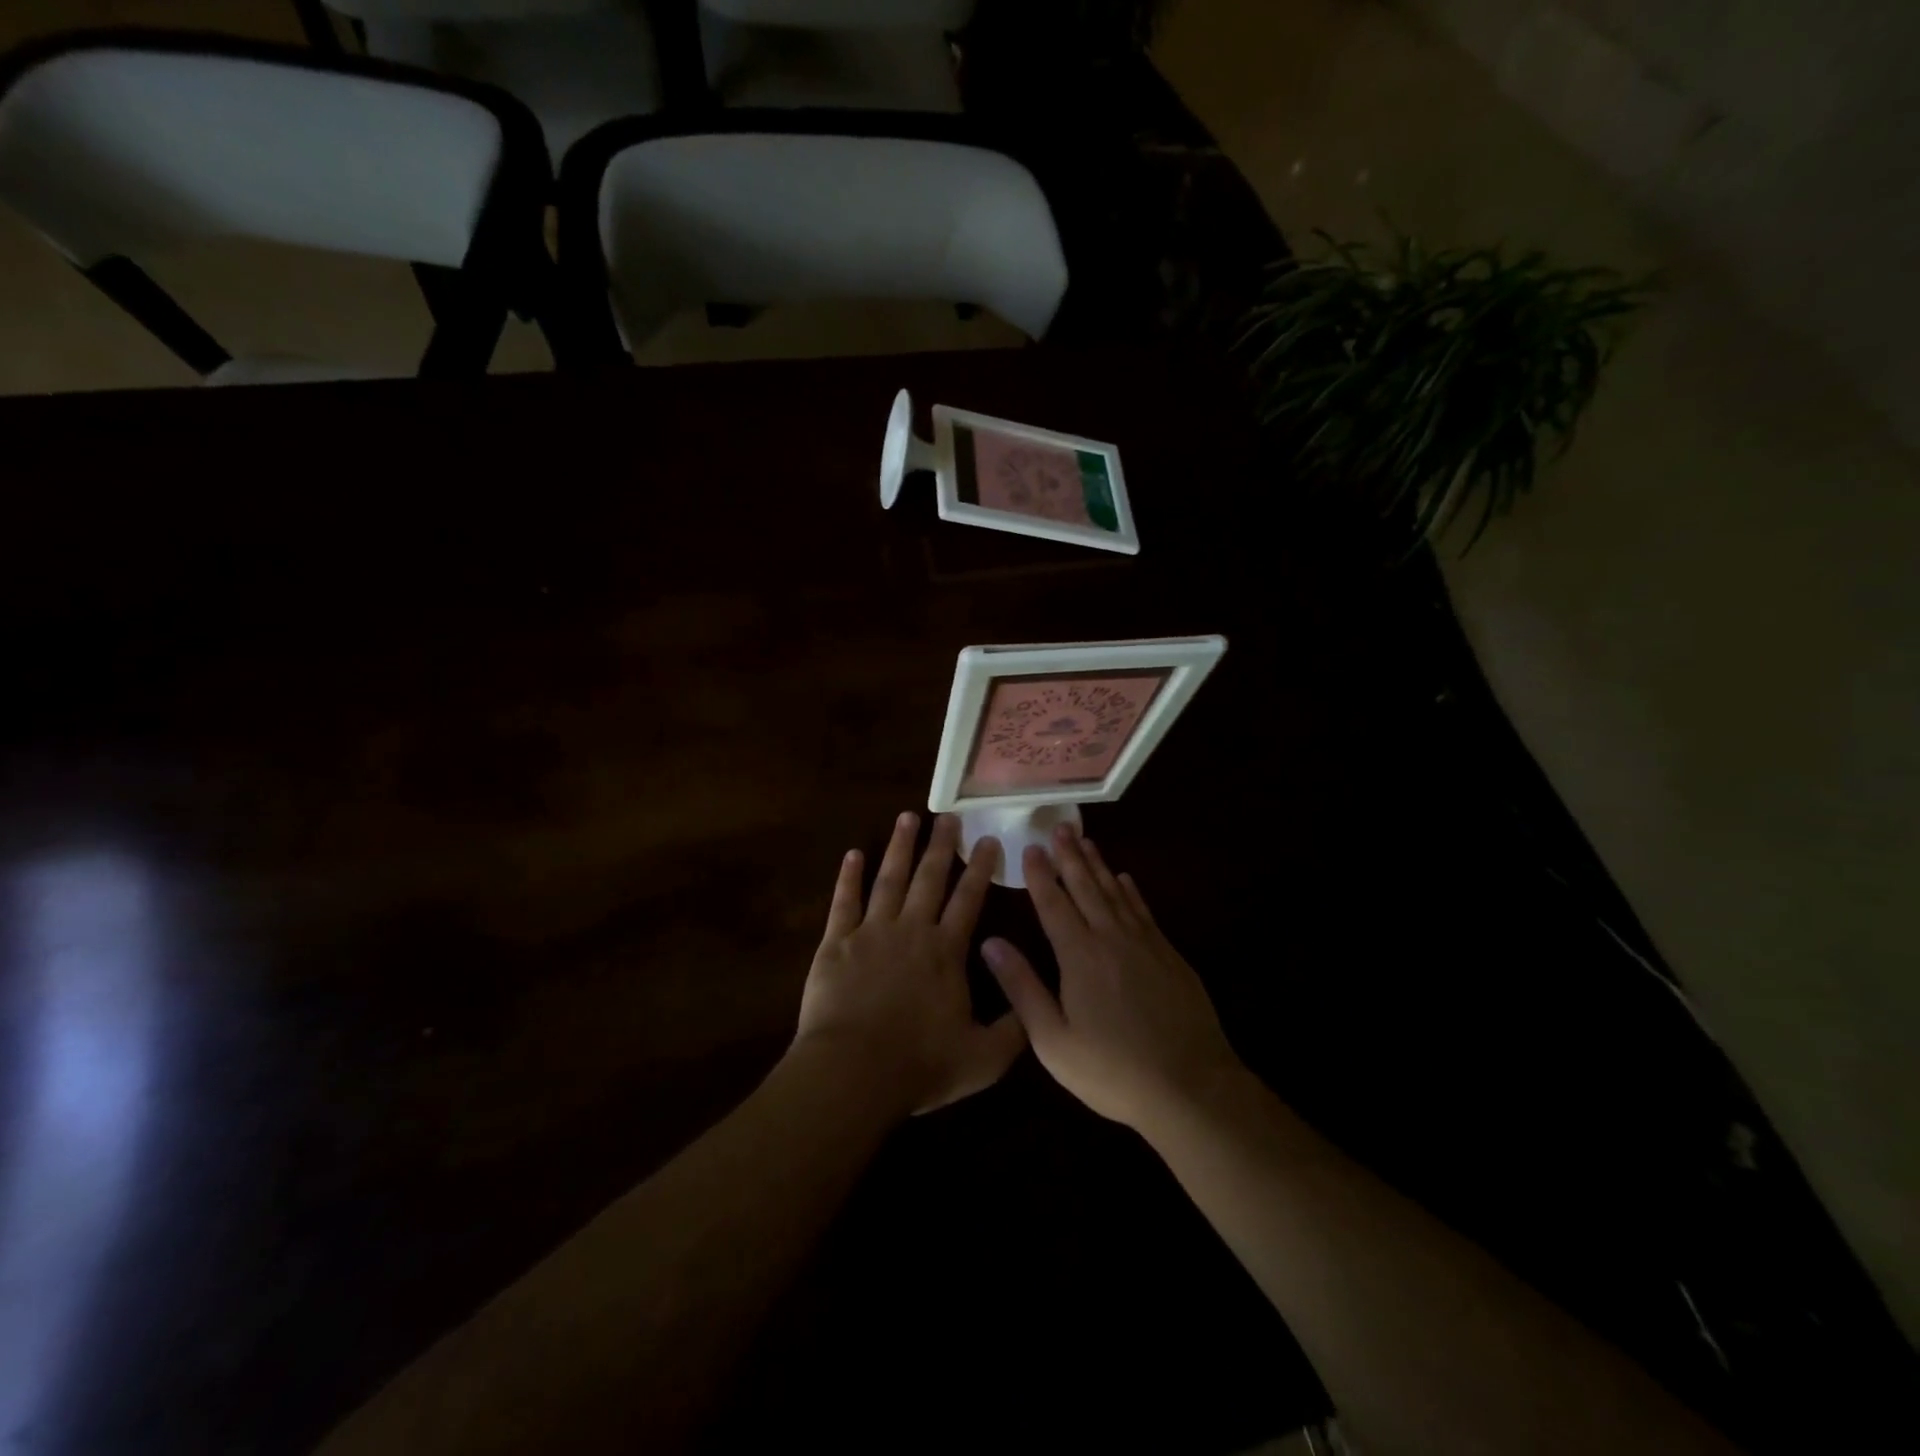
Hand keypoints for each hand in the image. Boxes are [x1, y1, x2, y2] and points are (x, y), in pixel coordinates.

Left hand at [792, 812, 1026, 1117]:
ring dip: (899, 847)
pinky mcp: (837, 943)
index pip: (968, 899)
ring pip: (889, 879)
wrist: (852, 1072)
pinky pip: (844, 902)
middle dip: (941, 845)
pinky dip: (848, 877)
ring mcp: (871, 932)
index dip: (979, 868)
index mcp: (946, 951)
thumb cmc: (919, 1065)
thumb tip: (1037, 1005)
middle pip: (929, 878)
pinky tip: (853, 854)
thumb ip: (1014, 1029)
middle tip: (948, 816)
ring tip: (907, 816)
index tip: (986, 839)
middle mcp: (912, 930)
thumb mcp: (983, 1058)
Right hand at [982, 826, 1240, 1134]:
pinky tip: (1125, 879)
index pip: (1053, 904)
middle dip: (1070, 856)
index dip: (1040, 875)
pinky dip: (1131, 891)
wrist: (1190, 1087)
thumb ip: (1022, 988)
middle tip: (1059, 827)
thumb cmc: (1112, 1070)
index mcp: (1079, 956)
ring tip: (1085, 841)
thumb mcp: (1054, 1040)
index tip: (1030, 847)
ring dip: (1098, 865)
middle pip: (1086, 887)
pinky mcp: (1169, 955)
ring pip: (1116, 893)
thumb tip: (990, 943)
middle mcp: (1111, 939)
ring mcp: (1145, 944)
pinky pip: (1144, 910)